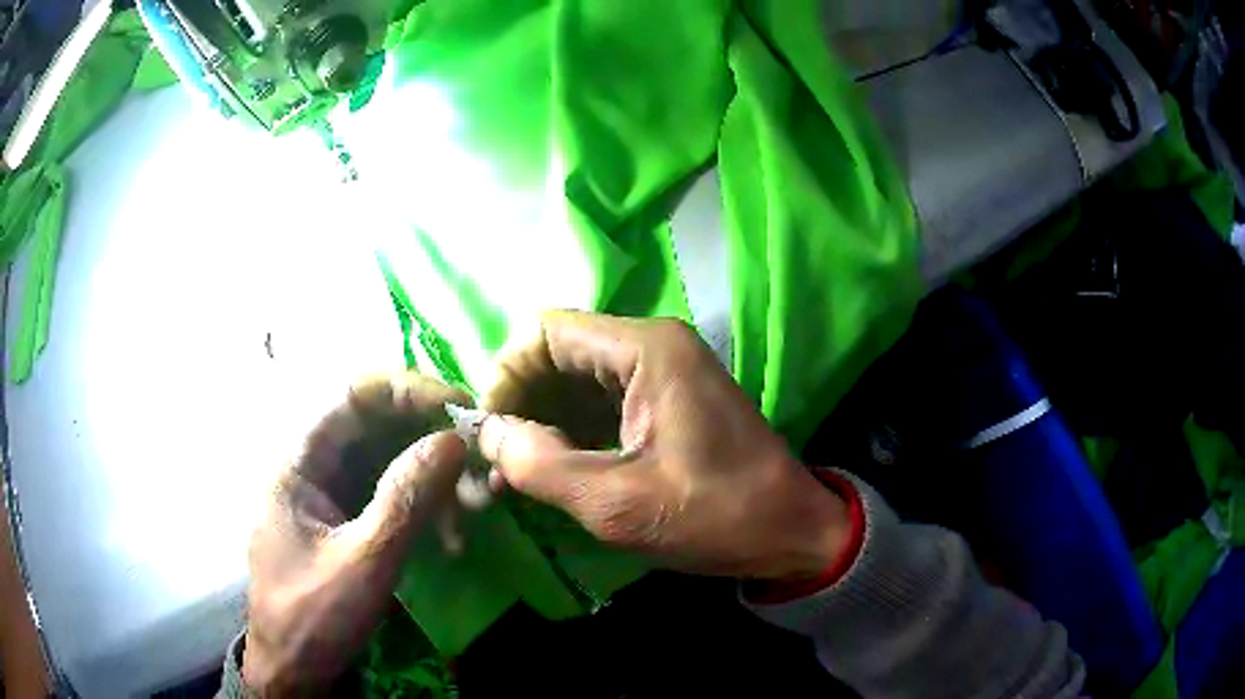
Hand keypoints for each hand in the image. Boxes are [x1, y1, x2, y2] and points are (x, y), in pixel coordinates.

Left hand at [243, 373, 469, 694]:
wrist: (295, 671)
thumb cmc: (314, 617)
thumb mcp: (363, 562)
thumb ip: (405, 500)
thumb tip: (452, 438)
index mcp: (299, 464)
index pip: (352, 398)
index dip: (405, 391)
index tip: (457, 408)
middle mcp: (314, 469)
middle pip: (376, 430)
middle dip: (429, 444)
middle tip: (476, 469)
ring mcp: (332, 498)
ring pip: (388, 465)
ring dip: (434, 483)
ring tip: (472, 515)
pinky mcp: (349, 524)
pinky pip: (390, 499)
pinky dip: (423, 511)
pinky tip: (450, 538)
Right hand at [480, 311, 848, 580]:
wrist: (791, 532)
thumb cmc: (716, 516)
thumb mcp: (620, 504)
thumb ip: (541, 467)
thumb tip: (489, 434)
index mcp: (647, 350)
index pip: (545, 332)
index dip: (505, 375)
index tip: (488, 430)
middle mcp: (652, 346)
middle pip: (559, 352)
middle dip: (520, 401)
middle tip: (496, 458)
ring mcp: (662, 372)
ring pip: (576, 379)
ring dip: (541, 420)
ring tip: (514, 473)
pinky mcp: (666, 401)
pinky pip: (600, 402)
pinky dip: (570, 431)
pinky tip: (550, 471)